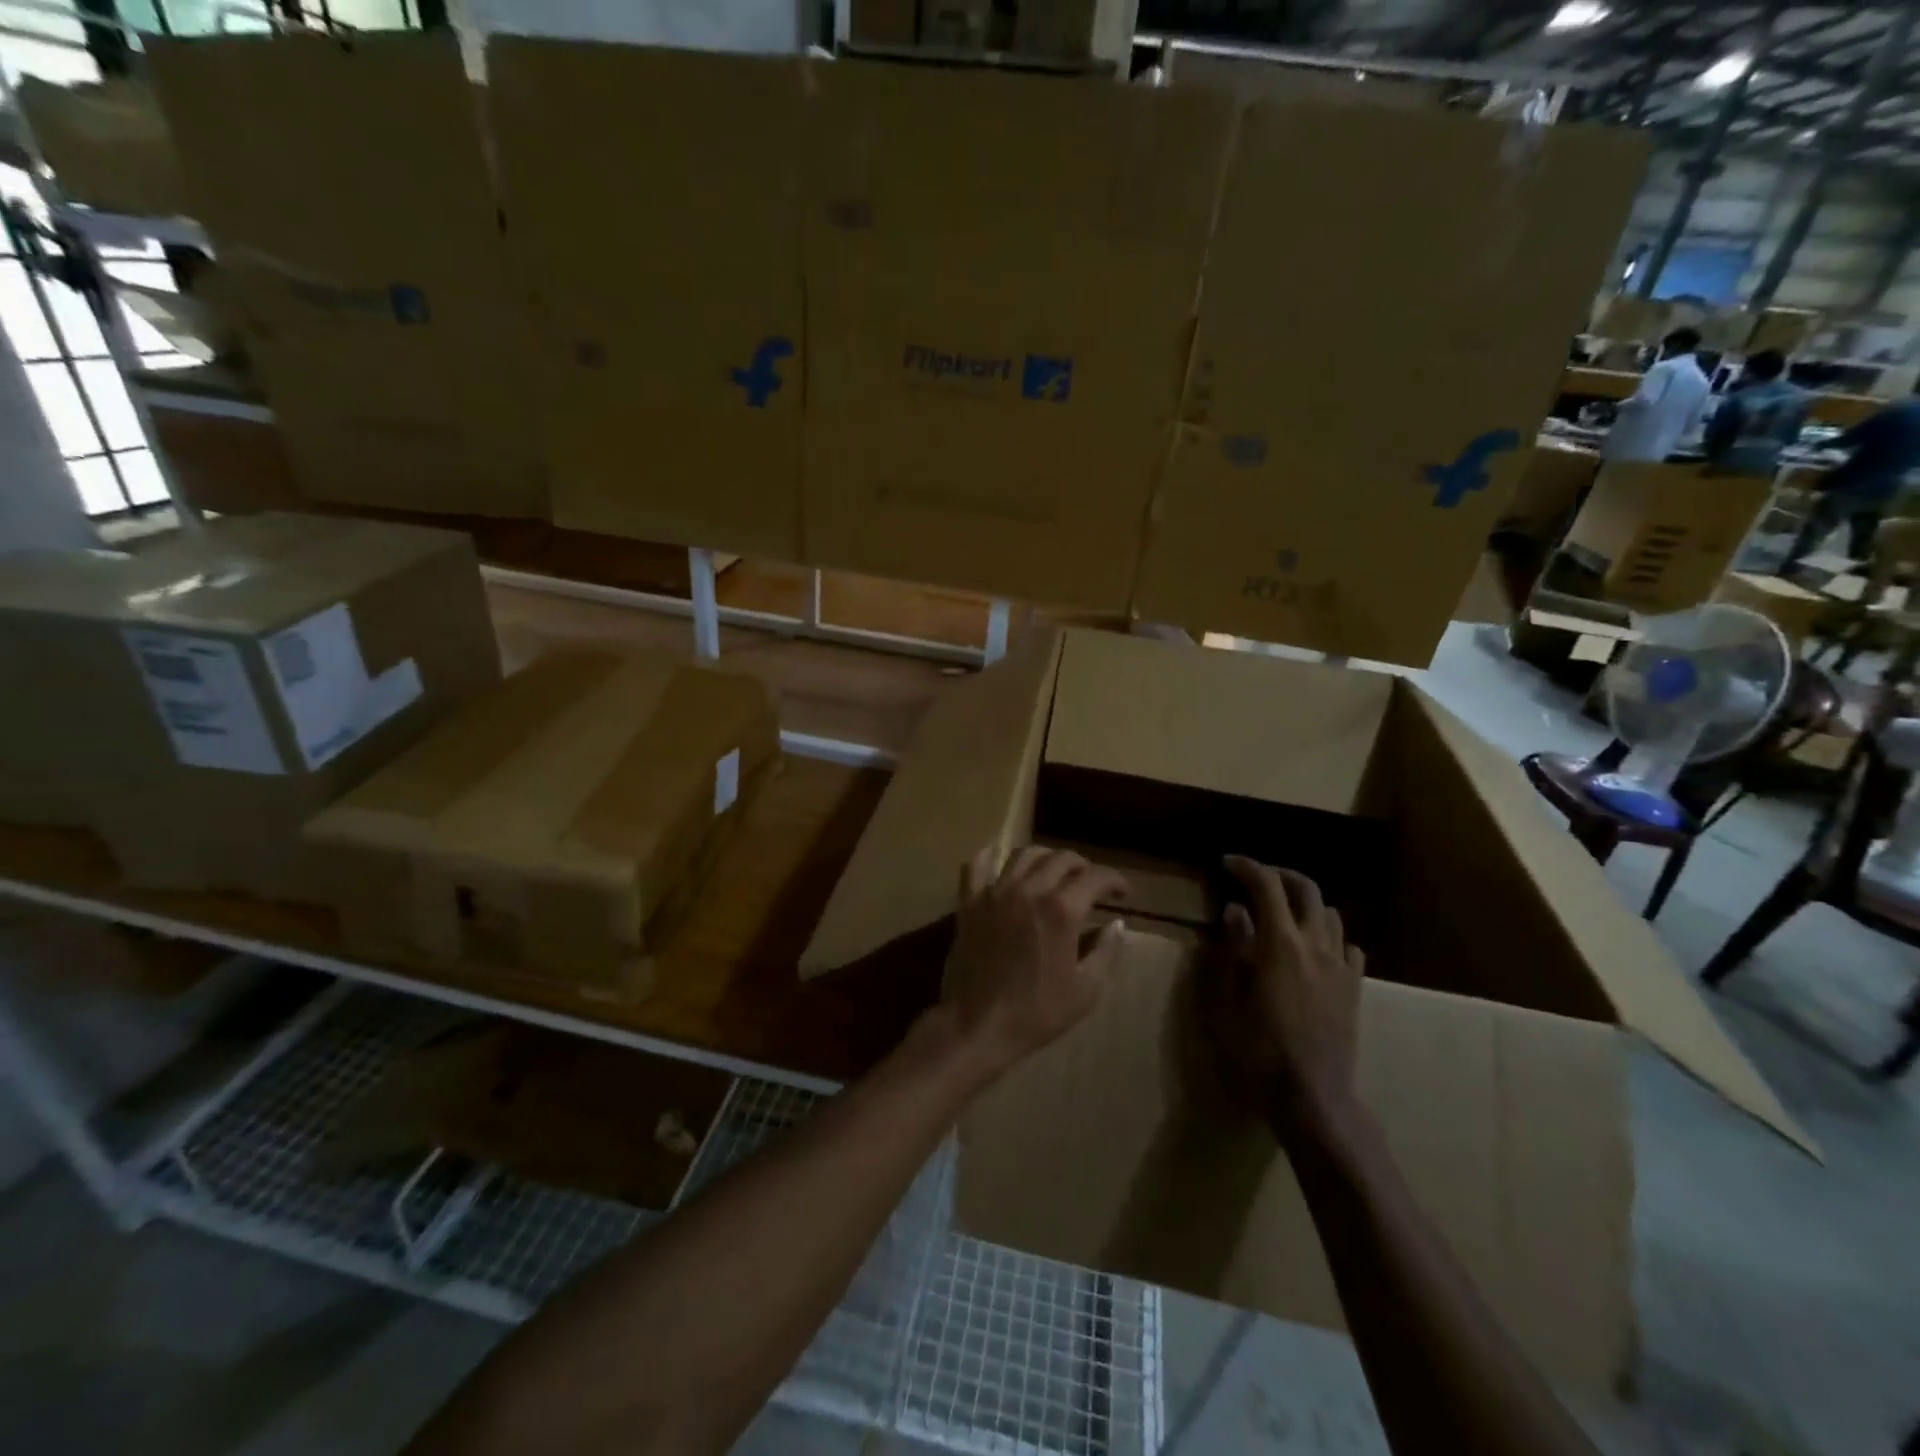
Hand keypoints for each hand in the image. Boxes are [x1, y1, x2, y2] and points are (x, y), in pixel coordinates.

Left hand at [941, 846, 1129, 1082]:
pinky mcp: (969, 901)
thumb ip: (1105, 951)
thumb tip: (1117, 924)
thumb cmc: (1036, 1012)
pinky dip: (990, 857)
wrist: (977, 1025)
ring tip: (1053, 873)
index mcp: (1061, 910)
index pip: (1095, 877)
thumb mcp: (1085, 990)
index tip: (1122, 892)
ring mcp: (995, 892)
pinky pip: (976, 865)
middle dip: (1082, 866)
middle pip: (1061, 858)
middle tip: (1089, 884)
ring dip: (1045, 858)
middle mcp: (1028, 890)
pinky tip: (1000, 863)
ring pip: (1023, 855)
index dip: (1114, 880)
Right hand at [1202, 855, 1364, 1142]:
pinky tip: (1314, 950)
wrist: (1313, 1097)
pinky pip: (1347, 946)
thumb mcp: (1227, 1000)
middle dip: (1279, 874)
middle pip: (1306, 889)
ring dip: (1304, 902)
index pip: (1266, 885)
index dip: (1246, 867)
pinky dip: (1328, 935)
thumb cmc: (1258, 1050)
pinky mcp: (1354, 989)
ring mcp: (1340, 967)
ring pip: (1330, 914)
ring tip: (1281, 911)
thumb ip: (1232, 950)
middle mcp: (1316, 945)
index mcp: (1280, 943)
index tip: (1225, 863)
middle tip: (1253, 877)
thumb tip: (1235, 913)